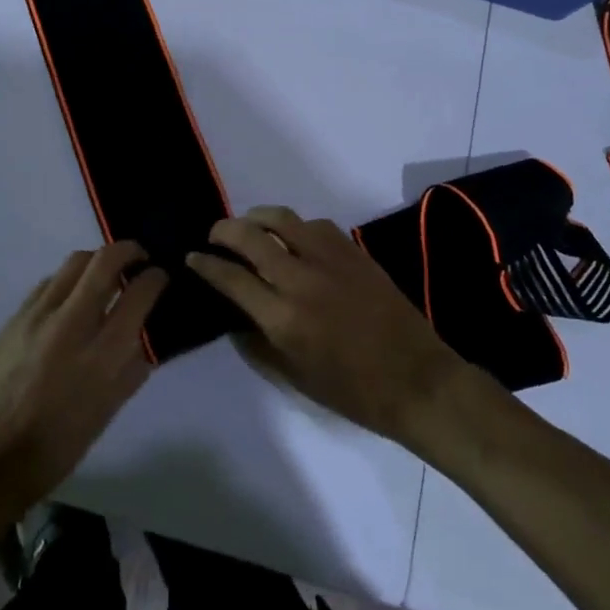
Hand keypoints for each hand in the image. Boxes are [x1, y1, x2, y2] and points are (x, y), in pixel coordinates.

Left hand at [0, 243, 165, 514]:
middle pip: (105, 260)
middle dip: (129, 250)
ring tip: (104, 276)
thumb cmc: (60, 443)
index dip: (156, 277)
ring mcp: (38, 316)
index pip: (138, 293)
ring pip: (74, 262)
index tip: (160, 276)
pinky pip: (49, 283)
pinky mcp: (15, 317)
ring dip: (97, 261)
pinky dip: (68, 281)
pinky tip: (70, 299)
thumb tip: (146, 335)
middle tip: (138, 258)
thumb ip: (133, 367)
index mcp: (102, 354)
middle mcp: (71, 324)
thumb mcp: (109, 410)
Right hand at [187, 207, 468, 445]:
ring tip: (249, 227)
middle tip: (215, 236)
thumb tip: (234, 315)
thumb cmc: (352, 391)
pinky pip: (314, 224)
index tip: (193, 258)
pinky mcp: (353, 251)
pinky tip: (293, 238)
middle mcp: (300, 279)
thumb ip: (257, 343)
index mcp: (282, 317)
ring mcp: (329, 259)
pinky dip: (294, 226)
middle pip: (249, 237)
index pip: (230, 278)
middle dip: (223, 230)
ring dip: (256, 218)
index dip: (205, 265)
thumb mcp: (294, 377)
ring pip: (281, 218)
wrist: (416, 379)